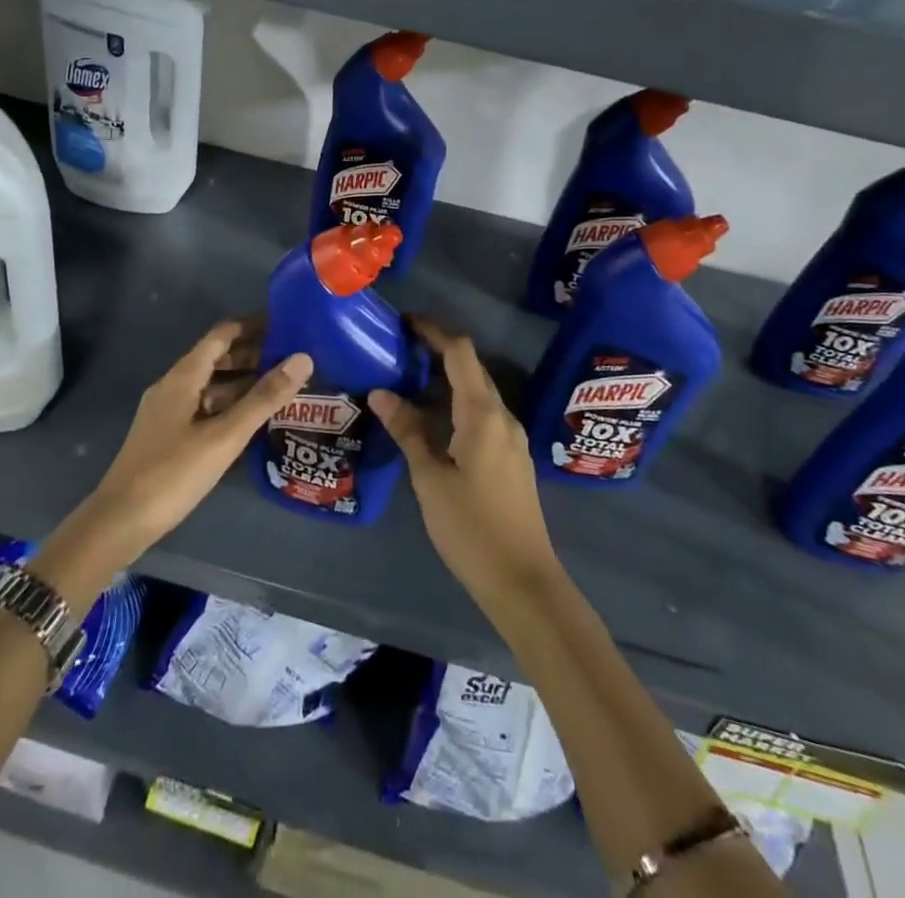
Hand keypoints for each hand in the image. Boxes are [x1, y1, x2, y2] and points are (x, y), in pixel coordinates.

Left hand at [45, 322, 312, 596]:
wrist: (120, 522)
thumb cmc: (172, 473)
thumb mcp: (224, 436)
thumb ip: (264, 398)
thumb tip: (303, 358)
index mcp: (183, 376)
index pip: (222, 334)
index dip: (253, 326)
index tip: (287, 325)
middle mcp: (174, 386)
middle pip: (217, 357)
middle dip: (253, 354)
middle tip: (294, 359)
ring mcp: (169, 411)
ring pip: (212, 385)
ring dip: (244, 382)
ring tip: (283, 387)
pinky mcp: (169, 435)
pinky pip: (206, 407)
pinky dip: (231, 405)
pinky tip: (254, 420)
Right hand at [369, 319, 559, 609]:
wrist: (523, 581)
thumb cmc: (471, 528)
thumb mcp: (430, 479)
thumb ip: (408, 431)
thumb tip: (381, 393)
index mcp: (483, 414)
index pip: (460, 353)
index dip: (433, 332)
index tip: (404, 324)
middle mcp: (502, 417)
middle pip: (471, 369)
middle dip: (437, 353)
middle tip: (398, 353)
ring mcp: (510, 438)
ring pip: (477, 393)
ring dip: (446, 381)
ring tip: (407, 384)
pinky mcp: (510, 458)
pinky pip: (482, 415)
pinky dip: (456, 406)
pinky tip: (432, 422)